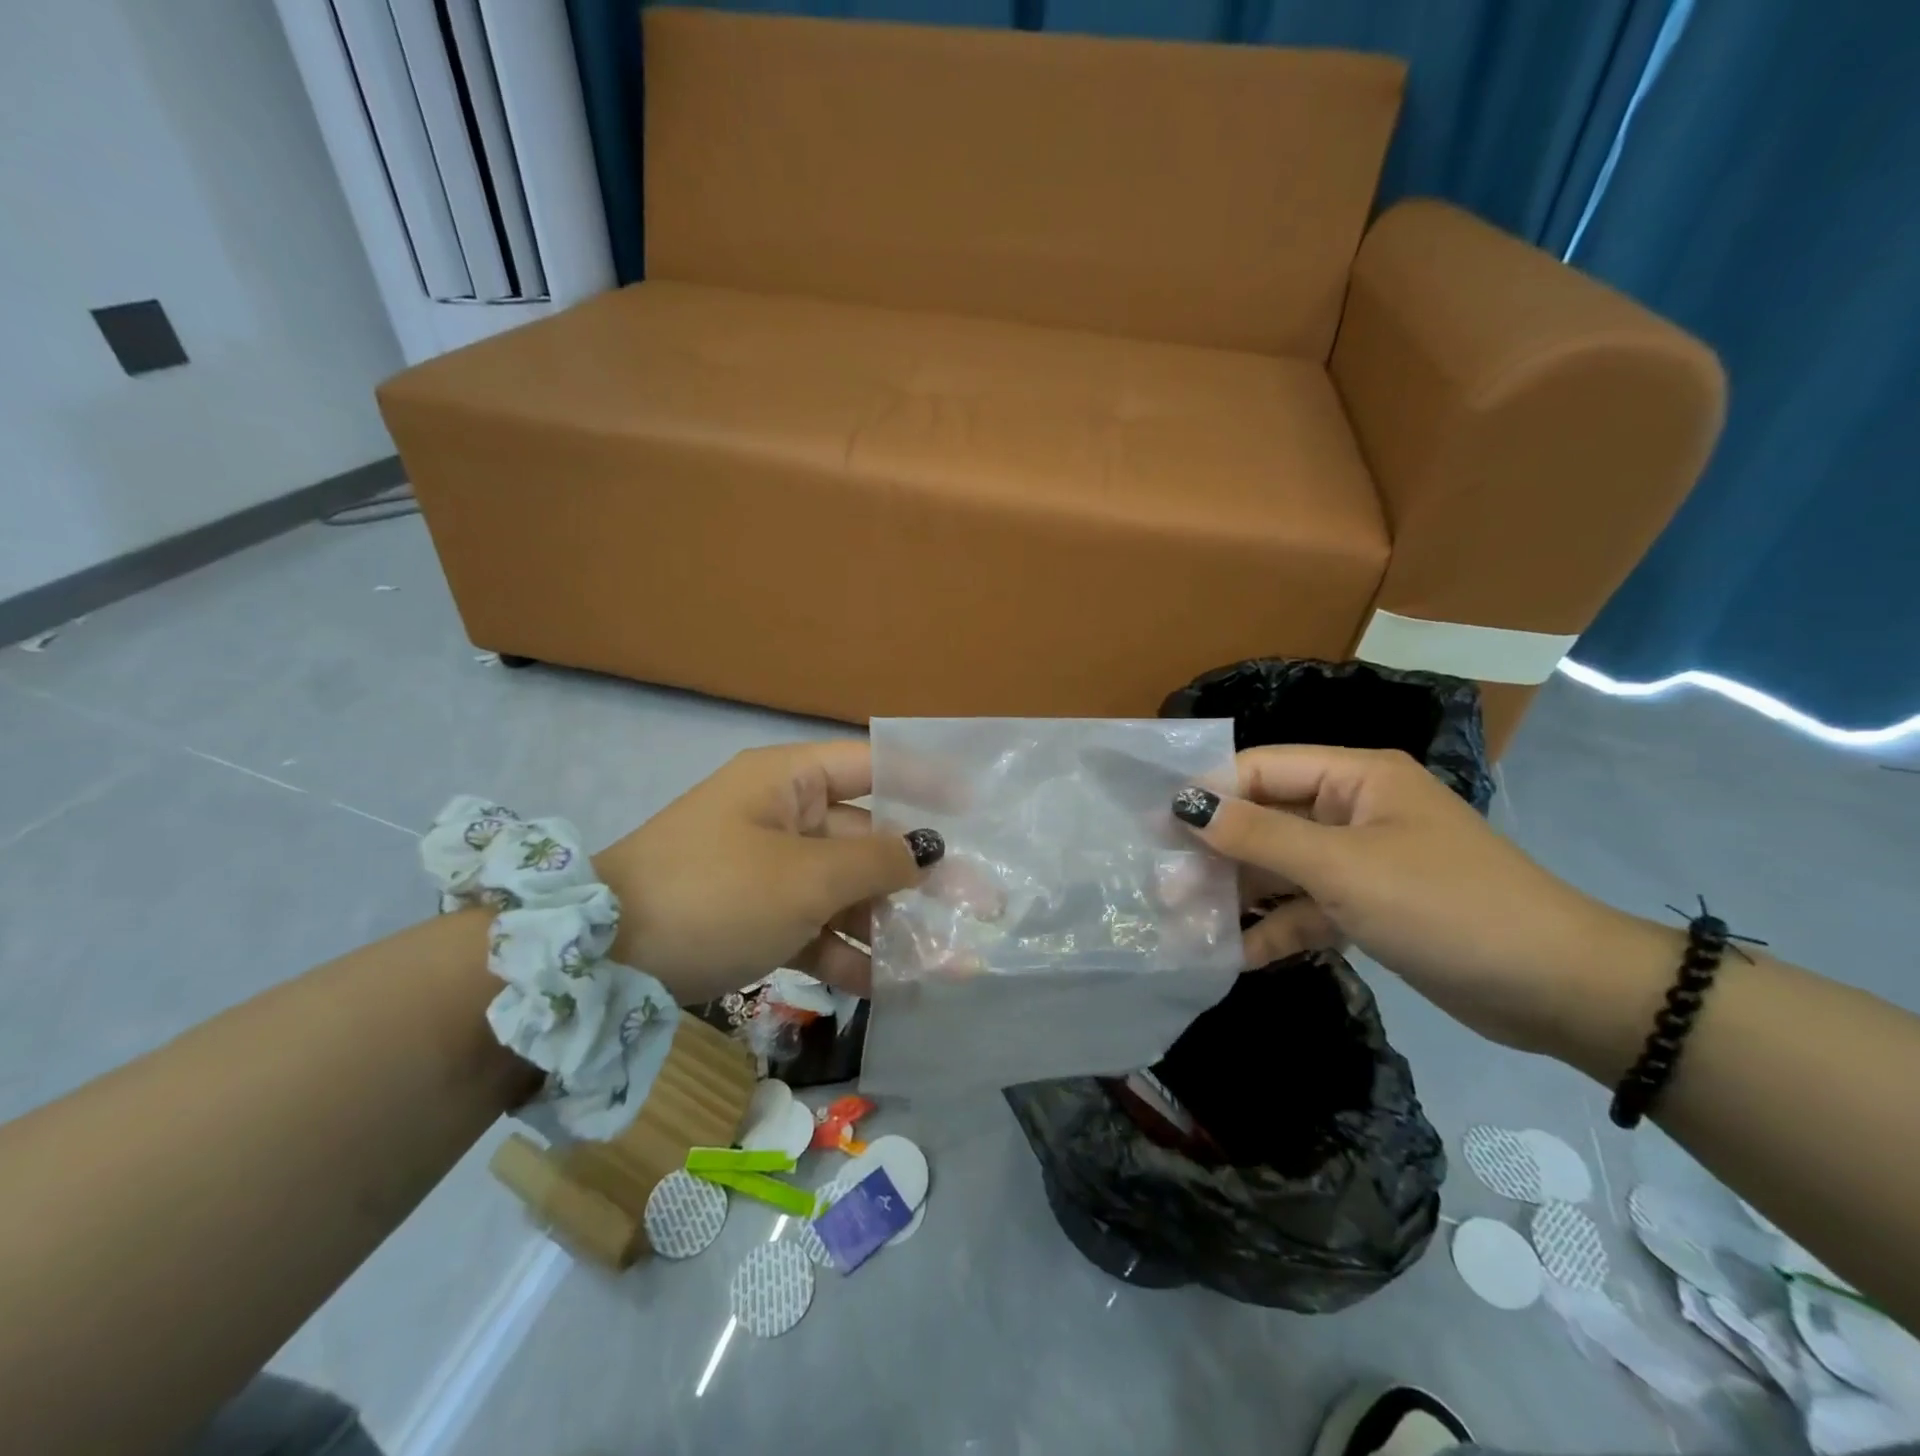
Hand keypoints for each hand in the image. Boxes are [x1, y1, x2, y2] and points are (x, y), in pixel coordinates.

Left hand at [594, 742, 943, 1003]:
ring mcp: (769, 870)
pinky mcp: (756, 917)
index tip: (975, 806)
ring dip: (889, 922)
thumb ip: (875, 862)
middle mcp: (783, 816)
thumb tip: (928, 850)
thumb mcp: (804, 877)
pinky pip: (814, 926)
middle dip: (920, 873)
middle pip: (866, 836)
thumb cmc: (716, 893)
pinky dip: (845, 951)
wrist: (602, 963)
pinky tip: (883, 985)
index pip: (871, 764)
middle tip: (980, 904)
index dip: (925, 781)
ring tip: (945, 960)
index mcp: (789, 781)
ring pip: (845, 888)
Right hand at [1172, 746, 1674, 1063]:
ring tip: (1184, 924)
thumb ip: (1258, 836)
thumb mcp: (1343, 867)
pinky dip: (1274, 929)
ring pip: (1281, 869)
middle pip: (1265, 822)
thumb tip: (1185, 803)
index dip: (1208, 793)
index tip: (1156, 827)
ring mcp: (1360, 862)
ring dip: (1238, 895)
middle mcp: (1353, 811)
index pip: (1262, 770)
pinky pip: (1306, 909)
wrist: (1558, 991)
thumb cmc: (1445, 906)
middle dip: (1216, 854)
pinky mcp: (1367, 909)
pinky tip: (1235, 954)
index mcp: (1355, 778)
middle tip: (1163, 888)